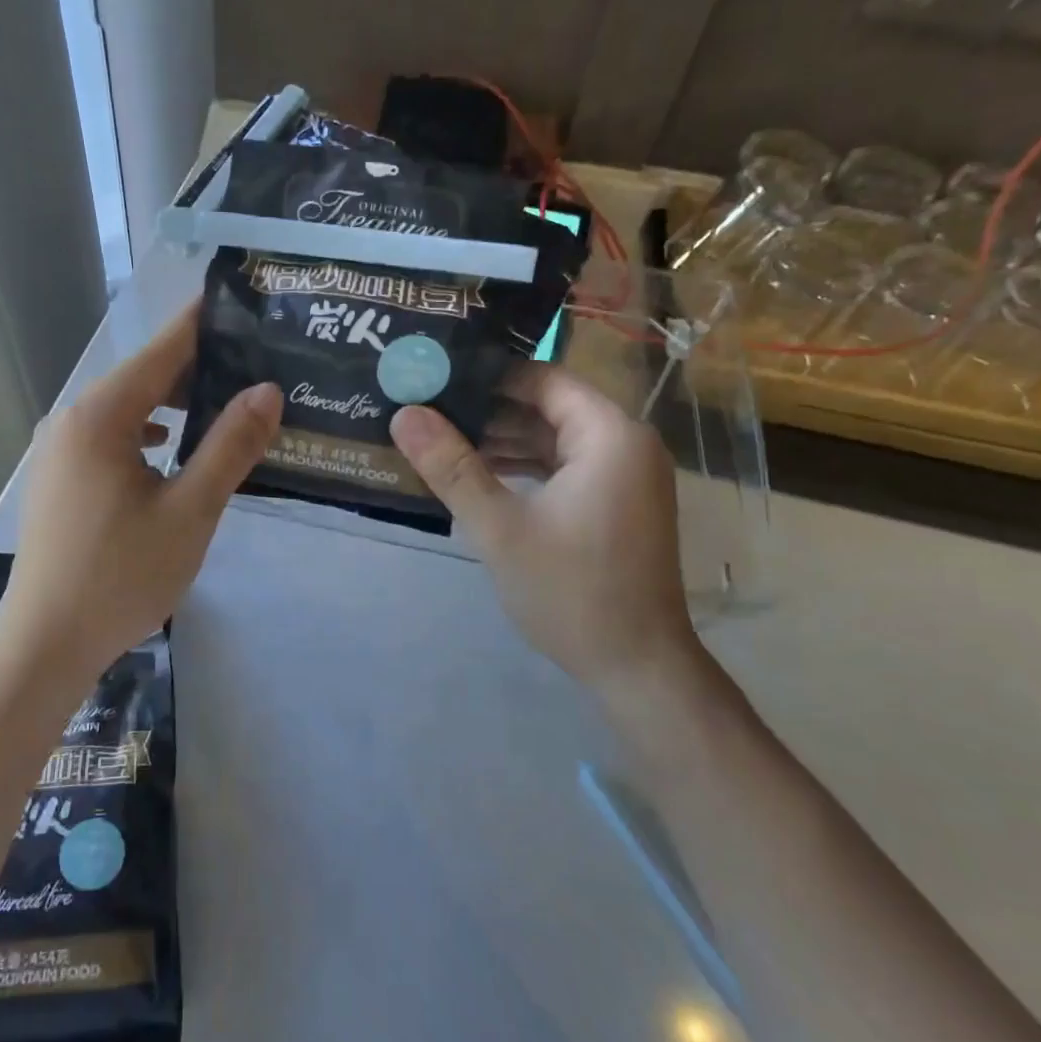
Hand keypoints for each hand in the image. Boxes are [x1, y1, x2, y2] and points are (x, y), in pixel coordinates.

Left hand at [0, 303, 280, 680]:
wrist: (45, 642)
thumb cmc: (121, 576)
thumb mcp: (189, 511)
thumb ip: (229, 446)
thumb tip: (267, 390)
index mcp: (101, 417)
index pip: (162, 350)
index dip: (203, 324)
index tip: (242, 302)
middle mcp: (72, 420)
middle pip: (143, 377)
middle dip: (197, 369)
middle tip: (254, 366)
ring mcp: (59, 450)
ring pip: (127, 409)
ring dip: (173, 404)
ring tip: (224, 406)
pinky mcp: (58, 478)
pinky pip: (111, 437)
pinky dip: (147, 433)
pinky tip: (173, 450)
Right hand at [388, 365, 701, 690]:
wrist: (637, 666)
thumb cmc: (571, 590)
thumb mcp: (500, 527)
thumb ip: (451, 467)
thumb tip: (404, 415)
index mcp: (609, 434)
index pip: (542, 378)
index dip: (487, 375)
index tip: (434, 378)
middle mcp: (624, 443)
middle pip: (547, 406)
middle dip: (487, 410)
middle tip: (426, 409)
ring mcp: (623, 475)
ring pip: (552, 438)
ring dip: (501, 440)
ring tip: (438, 440)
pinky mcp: (615, 503)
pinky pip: (563, 467)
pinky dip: (523, 467)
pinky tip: (476, 474)